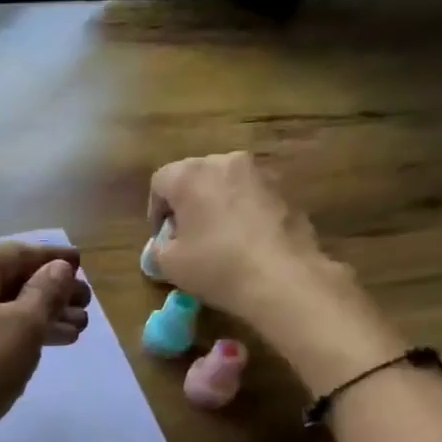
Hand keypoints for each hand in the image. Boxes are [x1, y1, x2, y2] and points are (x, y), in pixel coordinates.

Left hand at [0, 241, 91, 441]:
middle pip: (11, 280)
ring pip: (7, 311)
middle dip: (52, 289)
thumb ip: (46, 292)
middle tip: (87, 303)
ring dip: (44, 315)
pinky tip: (55, 344)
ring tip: (81, 328)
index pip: (15, 252)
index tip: (83, 264)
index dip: (51, 257)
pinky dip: (27, 336)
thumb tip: (58, 268)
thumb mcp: (23, 325)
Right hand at [148, 152, 324, 318]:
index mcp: (190, 175)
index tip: (162, 238)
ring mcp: (260, 174)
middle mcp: (225, 162)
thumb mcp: (169, 265)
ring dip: (217, 205)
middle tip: (188, 237)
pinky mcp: (286, 191)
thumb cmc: (216, 266)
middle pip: (195, 177)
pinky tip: (247, 243)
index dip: (155, 211)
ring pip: (227, 185)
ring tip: (219, 239)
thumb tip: (165, 246)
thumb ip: (158, 248)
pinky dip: (244, 213)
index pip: (160, 182)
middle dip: (187, 203)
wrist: (282, 279)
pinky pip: (253, 197)